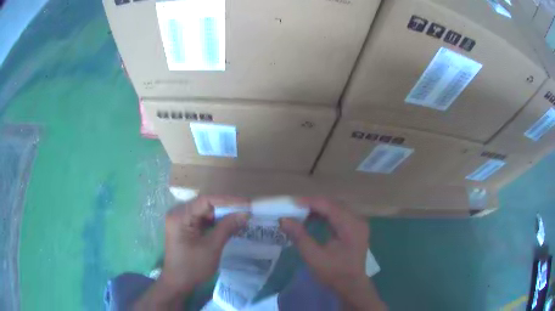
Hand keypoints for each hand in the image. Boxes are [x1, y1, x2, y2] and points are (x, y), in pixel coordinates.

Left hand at [135, 196, 249, 309]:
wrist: (178, 283)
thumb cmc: (193, 267)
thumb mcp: (211, 247)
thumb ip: (227, 228)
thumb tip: (244, 213)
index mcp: (181, 216)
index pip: (206, 200)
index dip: (228, 200)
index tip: (247, 203)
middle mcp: (178, 213)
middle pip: (205, 204)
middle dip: (226, 208)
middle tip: (246, 211)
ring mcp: (181, 220)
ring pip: (205, 212)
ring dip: (222, 215)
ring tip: (240, 217)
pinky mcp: (184, 228)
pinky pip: (202, 220)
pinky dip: (215, 222)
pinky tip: (228, 225)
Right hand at [280, 197, 385, 310]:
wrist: (351, 286)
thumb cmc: (333, 273)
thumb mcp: (313, 256)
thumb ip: (299, 236)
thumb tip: (284, 219)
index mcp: (350, 225)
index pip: (329, 205)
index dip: (309, 202)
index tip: (290, 203)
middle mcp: (357, 219)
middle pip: (333, 204)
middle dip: (313, 204)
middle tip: (294, 209)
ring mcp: (358, 223)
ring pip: (336, 208)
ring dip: (319, 209)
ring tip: (302, 214)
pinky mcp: (356, 228)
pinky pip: (340, 215)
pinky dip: (326, 215)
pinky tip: (314, 220)